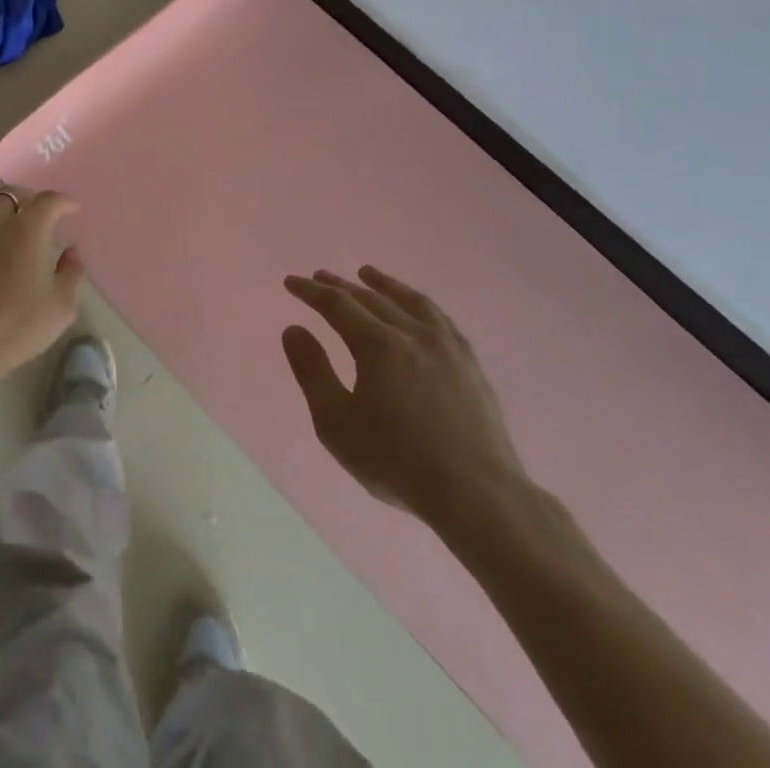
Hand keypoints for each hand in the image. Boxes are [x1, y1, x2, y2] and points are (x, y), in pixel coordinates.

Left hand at [0, 190, 85, 388]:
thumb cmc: (13, 329)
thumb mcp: (60, 309)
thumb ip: (72, 274)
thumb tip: (70, 251)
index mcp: (27, 230)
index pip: (49, 201)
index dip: (64, 202)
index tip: (71, 210)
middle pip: (11, 194)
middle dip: (27, 201)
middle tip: (33, 218)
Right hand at [283, 267, 529, 538]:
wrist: (478, 495)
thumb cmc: (397, 461)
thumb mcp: (336, 423)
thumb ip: (312, 372)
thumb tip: (294, 329)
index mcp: (377, 344)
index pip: (336, 304)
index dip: (311, 291)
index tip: (291, 282)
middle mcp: (412, 333)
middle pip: (371, 298)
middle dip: (341, 285)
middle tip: (320, 275)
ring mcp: (447, 347)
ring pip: (410, 301)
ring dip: (384, 284)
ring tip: (367, 273)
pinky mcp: (470, 365)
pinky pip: (440, 319)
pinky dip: (419, 304)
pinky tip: (417, 309)